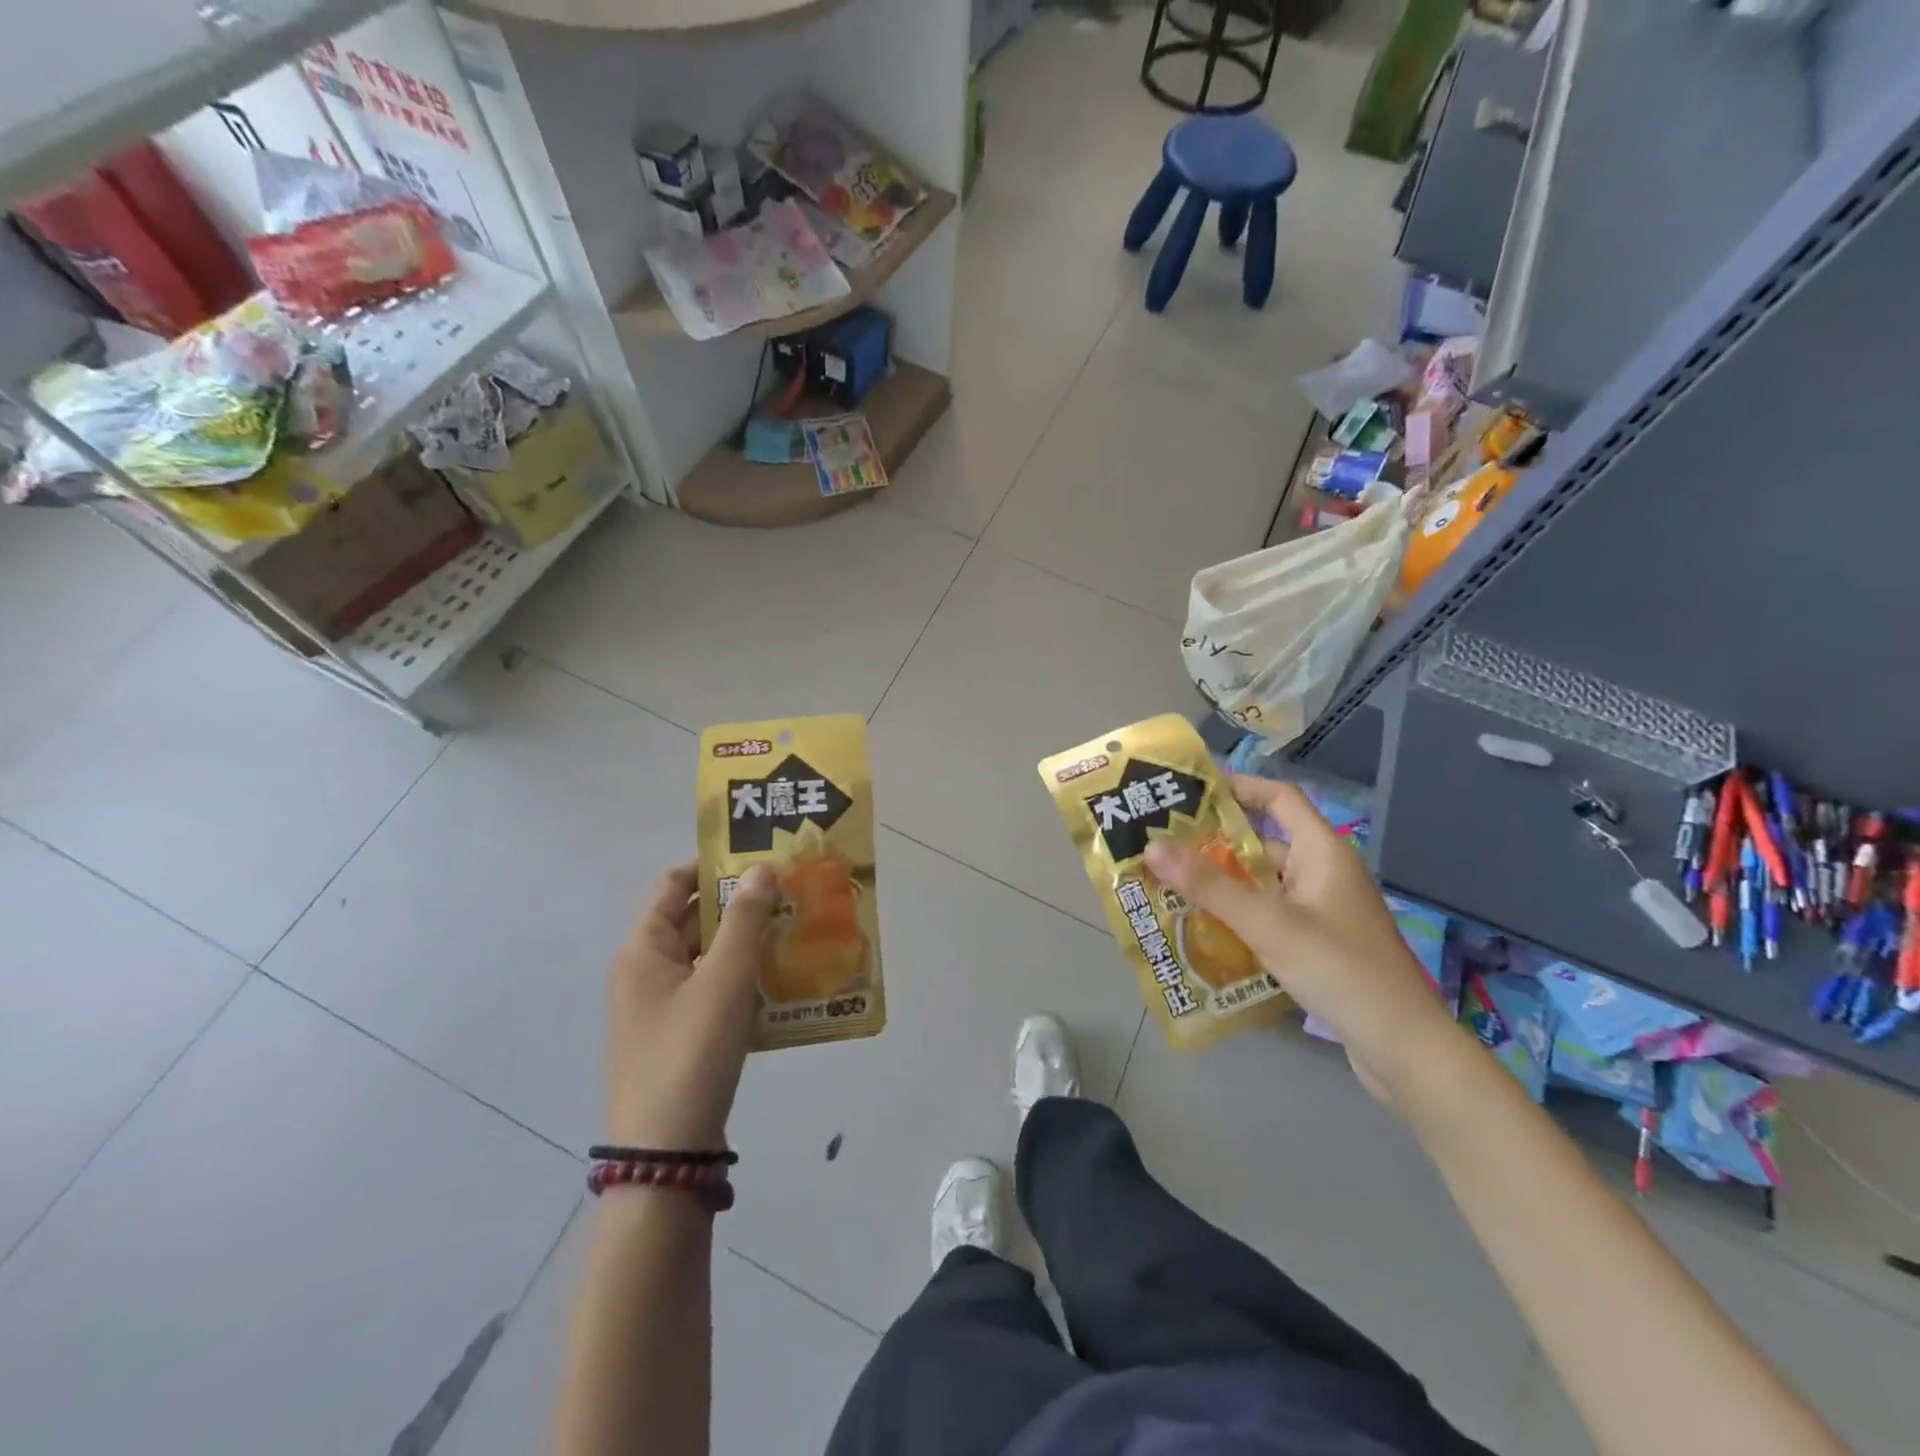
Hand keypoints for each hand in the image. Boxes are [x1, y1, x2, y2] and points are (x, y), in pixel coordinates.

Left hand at [605, 861, 780, 1148]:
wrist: (667, 1151)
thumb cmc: (690, 1052)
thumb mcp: (724, 979)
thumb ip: (745, 920)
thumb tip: (763, 868)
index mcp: (643, 949)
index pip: (674, 884)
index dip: (714, 865)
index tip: (761, 858)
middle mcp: (645, 971)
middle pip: (693, 919)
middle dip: (740, 904)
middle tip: (791, 893)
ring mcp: (660, 1006)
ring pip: (707, 956)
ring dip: (746, 942)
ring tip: (795, 930)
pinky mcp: (678, 1035)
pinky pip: (712, 990)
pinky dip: (742, 977)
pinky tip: (781, 980)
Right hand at [1144, 775, 1456, 1098]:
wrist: (1404, 1049)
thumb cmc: (1340, 970)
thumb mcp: (1269, 923)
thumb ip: (1210, 885)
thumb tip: (1151, 846)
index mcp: (1322, 852)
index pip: (1279, 798)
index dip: (1239, 788)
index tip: (1190, 794)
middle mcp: (1322, 873)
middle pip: (1263, 844)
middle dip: (1213, 845)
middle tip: (1162, 848)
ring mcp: (1321, 911)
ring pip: (1262, 885)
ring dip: (1221, 886)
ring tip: (1168, 888)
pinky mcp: (1317, 945)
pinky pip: (1268, 917)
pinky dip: (1237, 918)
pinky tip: (1201, 931)